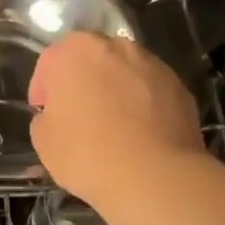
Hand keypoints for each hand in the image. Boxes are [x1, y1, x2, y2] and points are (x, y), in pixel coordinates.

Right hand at [28, 33, 206, 209]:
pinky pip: (151, 93)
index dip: (43, 88)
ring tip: (113, 126)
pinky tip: (139, 135)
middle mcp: (117, 47)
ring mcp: (153, 65)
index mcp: (76, 51)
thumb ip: (45, 116)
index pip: (51, 61)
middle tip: (77, 115)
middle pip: (92, 60)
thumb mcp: (43, 139)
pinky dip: (143, 106)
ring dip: (115, 91)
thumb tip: (58, 115)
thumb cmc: (87, 153)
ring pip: (125, 73)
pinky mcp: (181, 88)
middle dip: (82, 82)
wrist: (154, 177)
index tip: (44, 112)